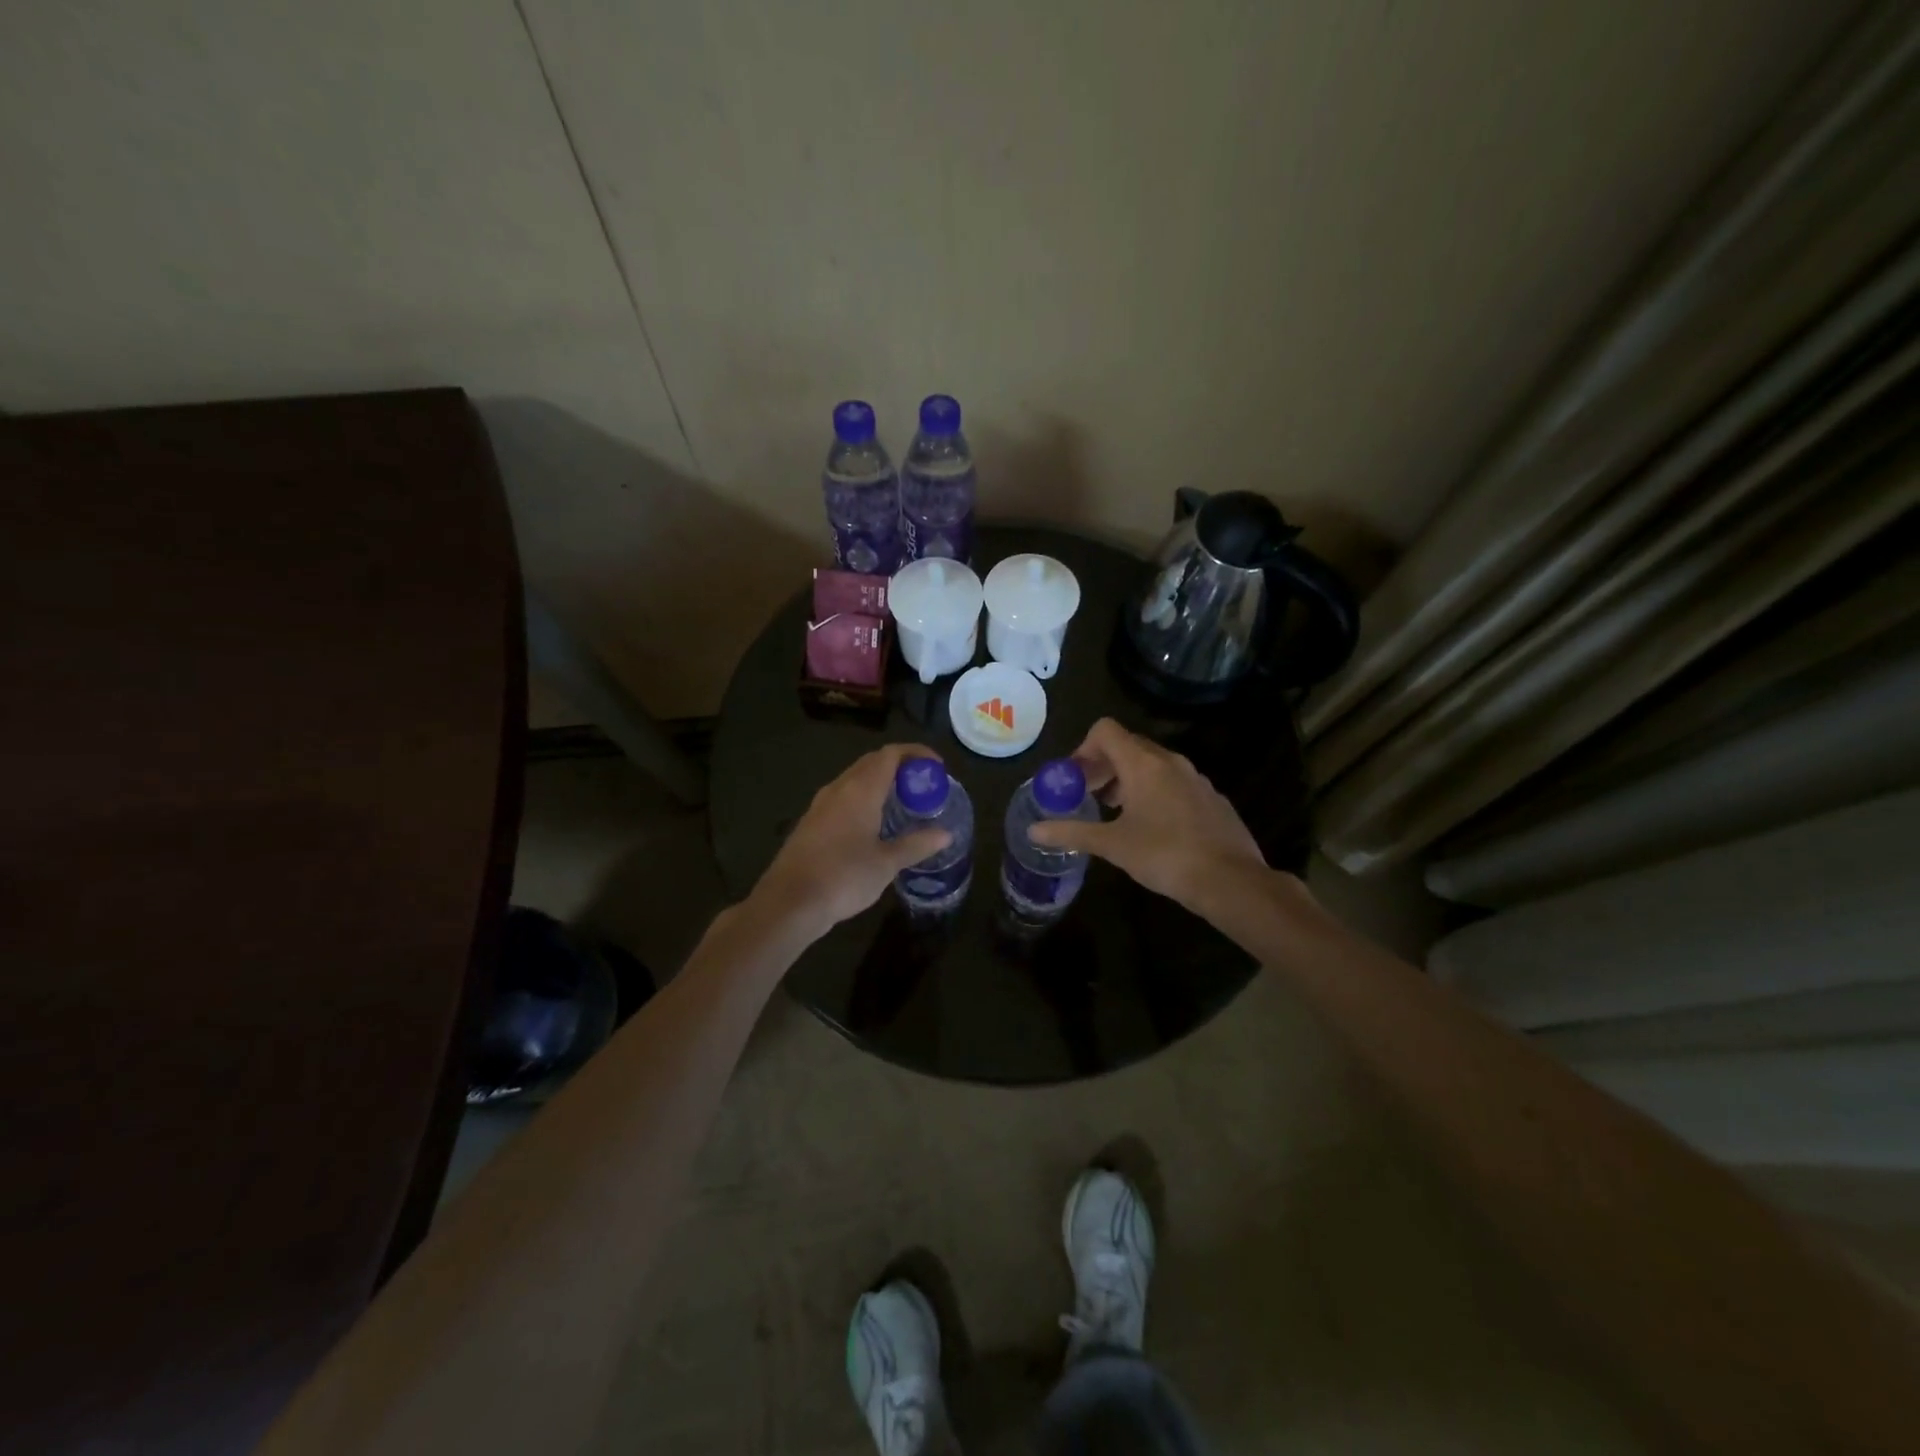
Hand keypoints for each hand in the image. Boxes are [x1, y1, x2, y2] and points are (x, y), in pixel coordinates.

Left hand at [750, 743, 952, 941]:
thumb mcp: (887, 864)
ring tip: (903, 803)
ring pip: (855, 779)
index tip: (937, 768)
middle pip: (872, 762)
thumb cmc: (843, 878)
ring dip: (880, 782)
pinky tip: (873, 824)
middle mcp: (839, 789)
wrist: (789, 903)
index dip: (916, 753)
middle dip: (900, 767)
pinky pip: (843, 797)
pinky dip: (864, 798)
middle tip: (923, 786)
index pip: (890, 754)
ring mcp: (820, 804)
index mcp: (860, 790)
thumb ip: (917, 845)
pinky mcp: (811, 822)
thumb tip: (945, 834)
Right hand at [1027, 718, 1268, 909]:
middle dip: (1102, 766)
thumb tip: (1033, 830)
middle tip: (1088, 796)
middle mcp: (1170, 761)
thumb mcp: (1112, 845)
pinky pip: (1174, 782)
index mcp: (1143, 764)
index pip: (1105, 730)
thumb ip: (1071, 833)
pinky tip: (1152, 828)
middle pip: (1127, 746)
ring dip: (1127, 780)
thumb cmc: (1165, 855)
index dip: (1083, 749)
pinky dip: (1154, 793)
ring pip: (1152, 765)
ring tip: (1115, 813)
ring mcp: (1195, 778)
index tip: (1074, 779)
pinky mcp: (1211, 797)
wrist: (1231, 880)